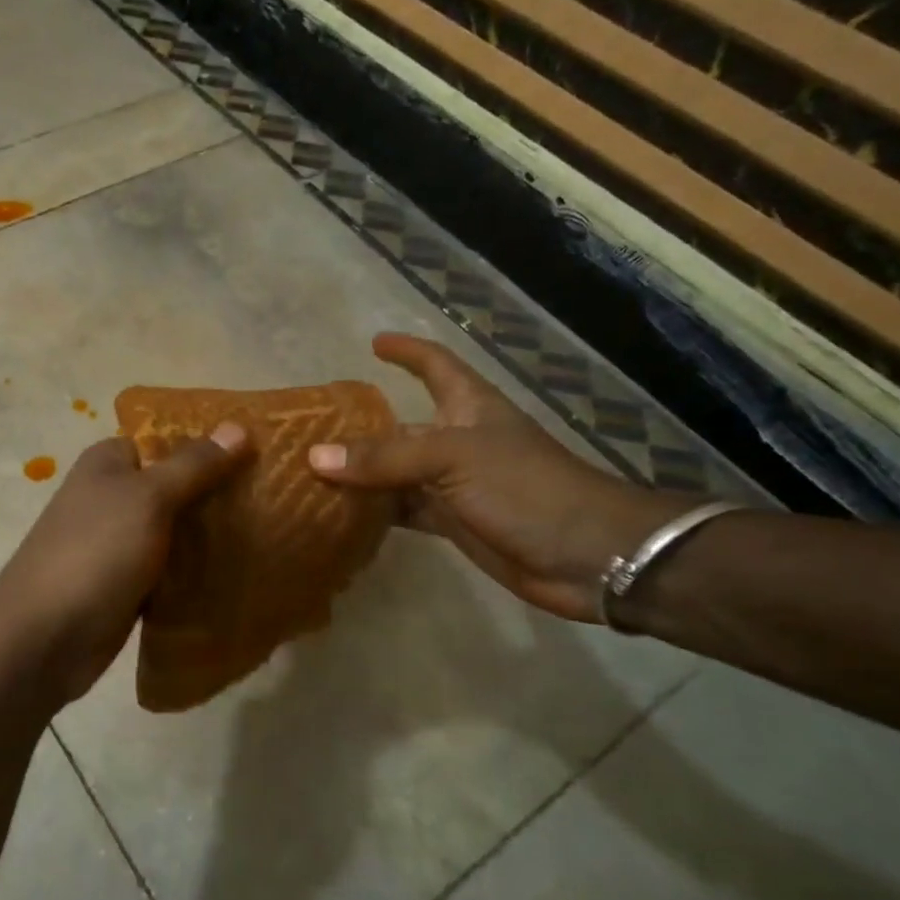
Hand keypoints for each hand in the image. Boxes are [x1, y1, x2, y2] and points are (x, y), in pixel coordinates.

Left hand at [0, 424, 250, 706]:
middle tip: (276, 497)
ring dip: (213, 535)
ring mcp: (119, 542)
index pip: (168, 439)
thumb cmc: (95, 553)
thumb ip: (194, 465)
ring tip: (272, 533)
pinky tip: (239, 572)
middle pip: (177, 485)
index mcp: (109, 463)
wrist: (44, 638)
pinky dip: (197, 571)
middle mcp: (112, 496)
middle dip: (220, 492)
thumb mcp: (148, 498)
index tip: (261, 453)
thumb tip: (239, 427)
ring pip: (178, 530)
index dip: (211, 444)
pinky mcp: (128, 583)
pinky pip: (172, 568)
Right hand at [308, 332, 705, 621]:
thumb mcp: (453, 459)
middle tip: (313, 429)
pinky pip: (404, 511)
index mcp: (469, 407)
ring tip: (312, 473)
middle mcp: (459, 441)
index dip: (408, 351)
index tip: (375, 343)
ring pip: (397, 473)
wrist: (586, 555)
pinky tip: (342, 515)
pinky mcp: (454, 523)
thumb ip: (386, 458)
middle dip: (363, 427)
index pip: (436, 364)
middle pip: (403, 426)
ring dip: (362, 474)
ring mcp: (455, 485)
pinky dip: (376, 512)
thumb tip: (315, 456)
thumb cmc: (526, 488)